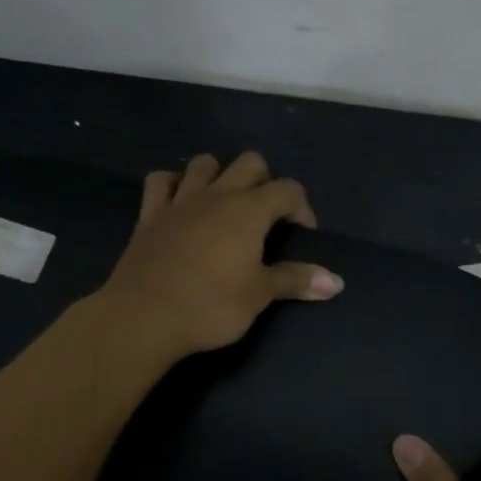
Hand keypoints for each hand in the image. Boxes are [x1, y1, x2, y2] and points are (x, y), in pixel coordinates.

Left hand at [99, 152, 342, 360]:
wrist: (143, 317)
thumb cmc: (210, 306)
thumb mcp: (259, 295)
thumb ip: (296, 280)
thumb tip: (337, 282)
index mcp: (249, 210)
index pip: (288, 189)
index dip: (302, 207)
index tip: (302, 234)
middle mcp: (217, 195)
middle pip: (249, 163)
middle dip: (264, 181)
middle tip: (265, 216)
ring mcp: (180, 201)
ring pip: (204, 163)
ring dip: (219, 175)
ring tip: (225, 204)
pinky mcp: (149, 214)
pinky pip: (161, 181)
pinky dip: (174, 184)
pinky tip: (180, 202)